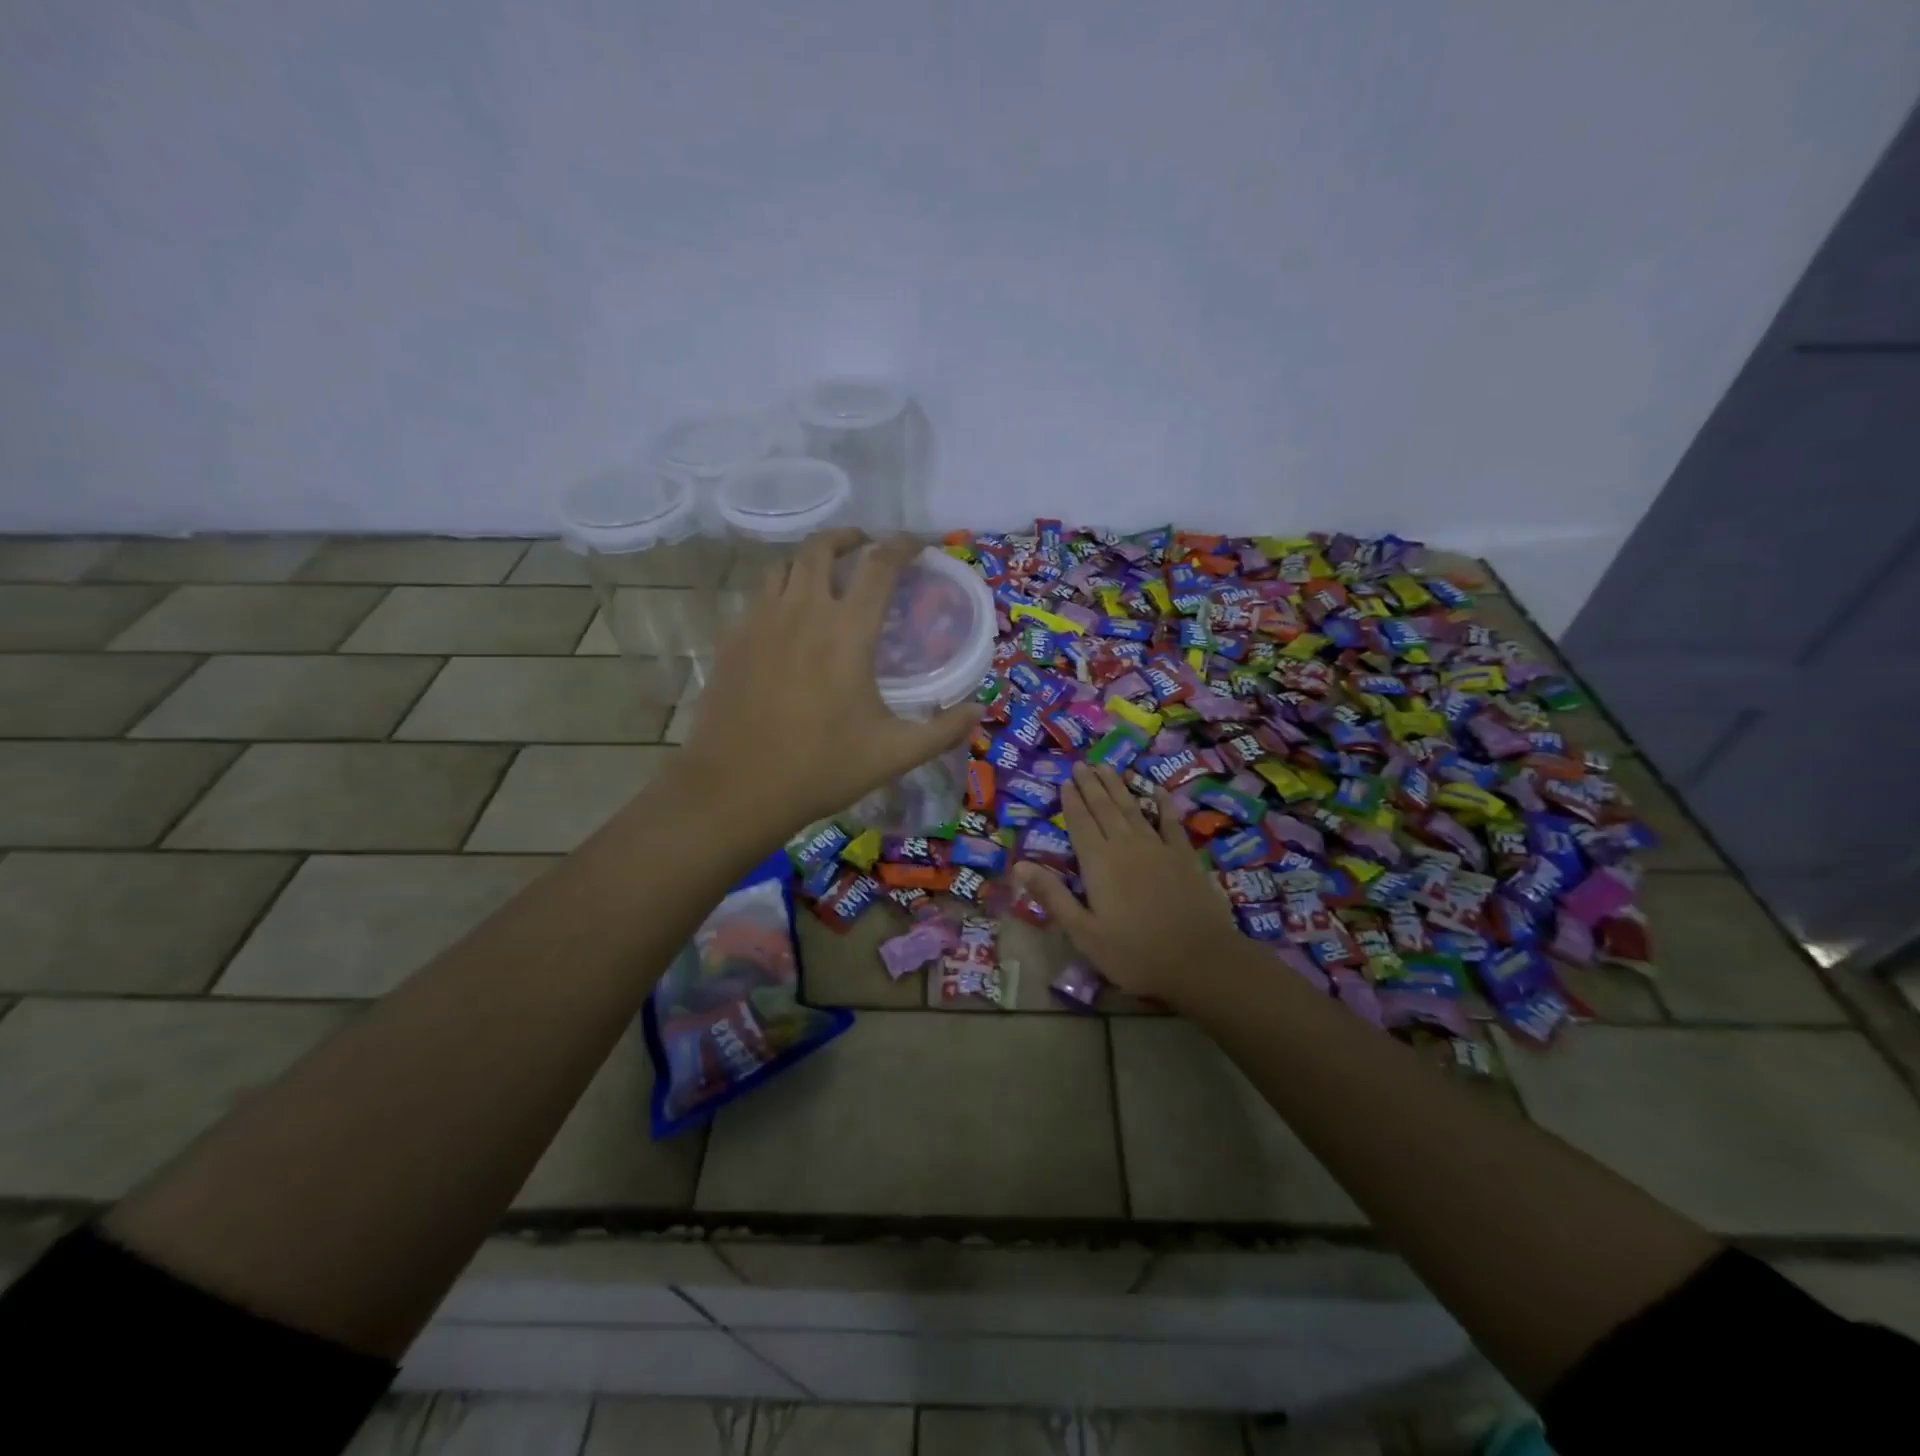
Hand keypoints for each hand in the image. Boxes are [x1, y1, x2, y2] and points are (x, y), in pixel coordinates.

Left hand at [681, 530, 982, 835]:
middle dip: (849, 537)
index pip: (880, 566)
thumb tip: (978, 712)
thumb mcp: (894, 754)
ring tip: (826, 578)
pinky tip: (788, 621)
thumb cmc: (821, 768)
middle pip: (822, 547)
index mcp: (847, 631)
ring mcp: (760, 622)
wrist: (736, 788)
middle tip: (866, 547)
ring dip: (810, 561)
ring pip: (784, 566)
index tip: (918, 544)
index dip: (903, 546)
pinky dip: (780, 592)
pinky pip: (759, 597)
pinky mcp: (732, 640)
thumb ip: (942, 730)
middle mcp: (802, 612)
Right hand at [1014, 763, 1242, 1004]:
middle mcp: (1125, 845)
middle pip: (1104, 808)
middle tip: (1082, 764)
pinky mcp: (1184, 856)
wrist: (1200, 960)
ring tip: (1106, 768)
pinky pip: (1170, 822)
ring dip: (1117, 787)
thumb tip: (1018, 866)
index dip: (1071, 801)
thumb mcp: (1083, 932)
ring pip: (1132, 808)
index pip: (1080, 823)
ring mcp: (1158, 847)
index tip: (1065, 781)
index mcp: (1098, 862)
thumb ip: (1052, 896)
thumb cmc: (1134, 952)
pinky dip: (1163, 804)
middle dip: (1091, 785)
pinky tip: (1158, 790)